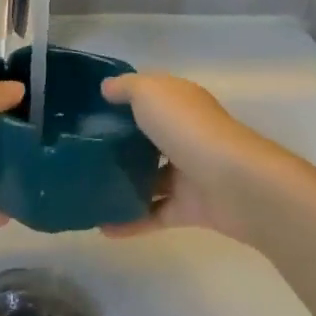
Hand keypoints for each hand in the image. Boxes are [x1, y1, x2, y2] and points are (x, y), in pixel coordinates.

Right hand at [99, 73, 298, 244]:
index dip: (123, 99)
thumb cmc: (188, 128)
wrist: (234, 182)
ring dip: (123, 184)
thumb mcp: (151, 93)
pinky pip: (153, 213)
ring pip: (150, 178)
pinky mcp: (189, 208)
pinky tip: (101, 227)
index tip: (89, 109)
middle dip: (119, 143)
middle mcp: (185, 135)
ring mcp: (189, 172)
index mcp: (180, 103)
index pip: (150, 96)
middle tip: (81, 151)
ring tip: (86, 189)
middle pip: (149, 137)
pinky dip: (129, 221)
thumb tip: (106, 88)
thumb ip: (127, 88)